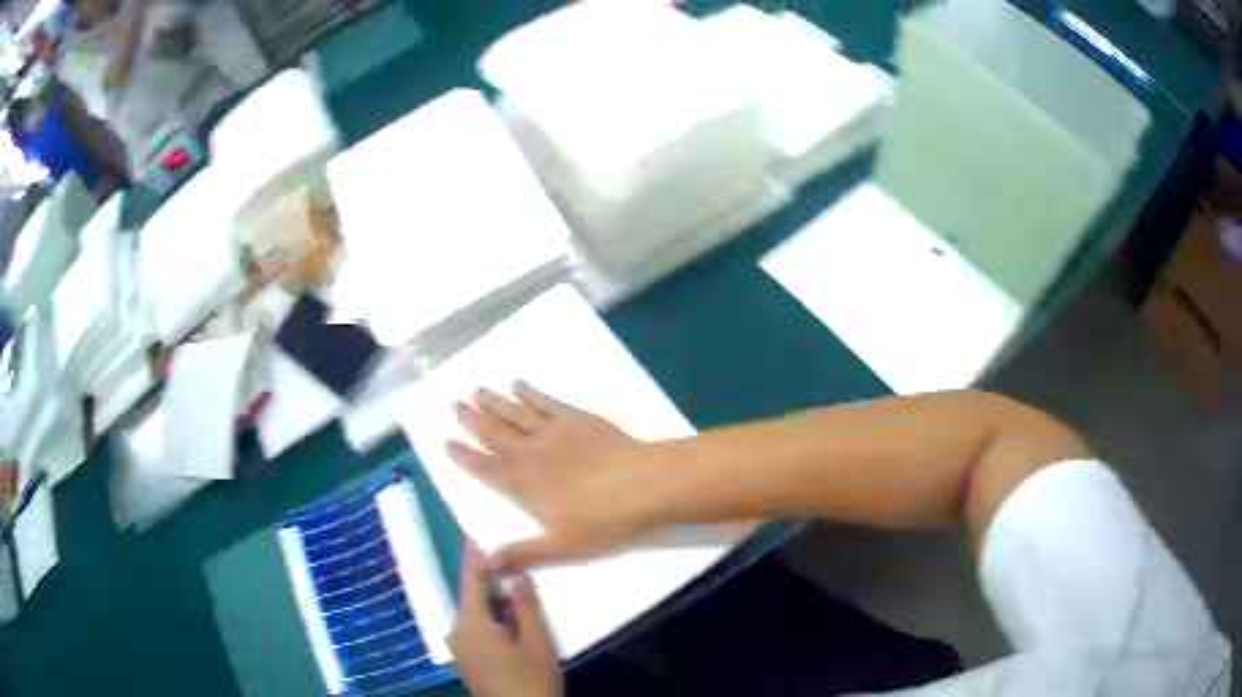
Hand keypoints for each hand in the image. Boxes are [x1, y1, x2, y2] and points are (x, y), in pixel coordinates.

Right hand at [448, 381, 663, 571]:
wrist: (645, 485)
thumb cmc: (605, 522)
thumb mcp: (562, 548)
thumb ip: (522, 554)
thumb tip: (483, 564)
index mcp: (524, 486)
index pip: (485, 469)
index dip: (463, 456)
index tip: (446, 441)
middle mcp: (531, 454)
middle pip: (495, 434)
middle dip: (472, 421)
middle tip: (453, 404)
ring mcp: (554, 431)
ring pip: (515, 413)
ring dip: (493, 402)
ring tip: (475, 390)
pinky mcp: (578, 418)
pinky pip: (546, 401)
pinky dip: (529, 391)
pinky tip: (518, 382)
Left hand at [451, 544, 562, 696]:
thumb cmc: (530, 679)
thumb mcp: (537, 642)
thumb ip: (526, 606)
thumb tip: (518, 575)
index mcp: (472, 623)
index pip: (470, 581)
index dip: (473, 559)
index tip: (473, 537)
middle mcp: (459, 632)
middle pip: (472, 600)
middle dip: (493, 587)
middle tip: (518, 575)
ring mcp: (461, 649)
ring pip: (475, 617)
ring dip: (494, 607)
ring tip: (522, 604)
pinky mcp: (468, 662)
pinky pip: (474, 632)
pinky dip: (491, 623)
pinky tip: (513, 629)